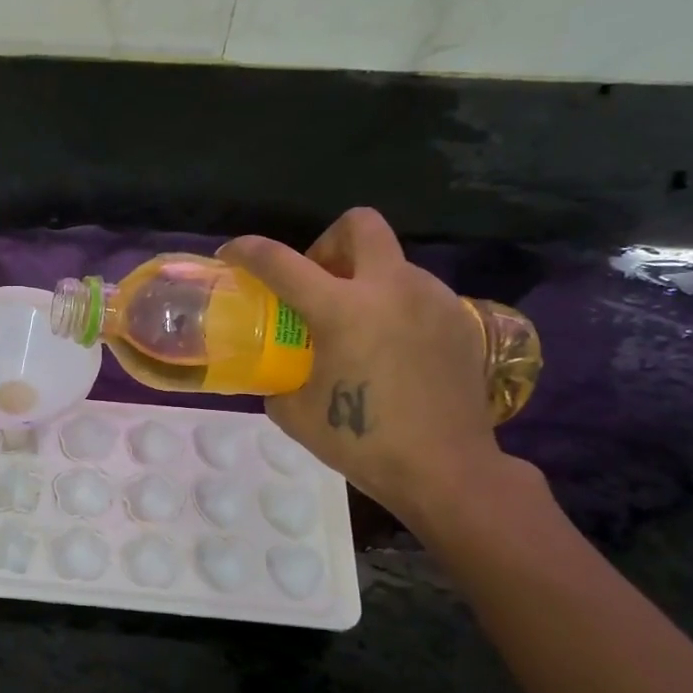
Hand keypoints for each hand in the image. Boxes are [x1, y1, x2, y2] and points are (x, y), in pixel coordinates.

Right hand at [222, 208, 501, 522]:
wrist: (445, 468)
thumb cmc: (362, 442)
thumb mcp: (296, 413)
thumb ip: (278, 378)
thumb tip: (276, 370)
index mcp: (342, 310)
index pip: (281, 263)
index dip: (248, 251)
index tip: (233, 254)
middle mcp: (390, 289)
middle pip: (358, 224)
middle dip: (328, 244)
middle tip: (318, 285)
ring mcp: (432, 299)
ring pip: (391, 262)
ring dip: (364, 282)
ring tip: (358, 330)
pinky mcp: (459, 318)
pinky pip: (417, 293)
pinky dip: (394, 308)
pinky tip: (392, 350)